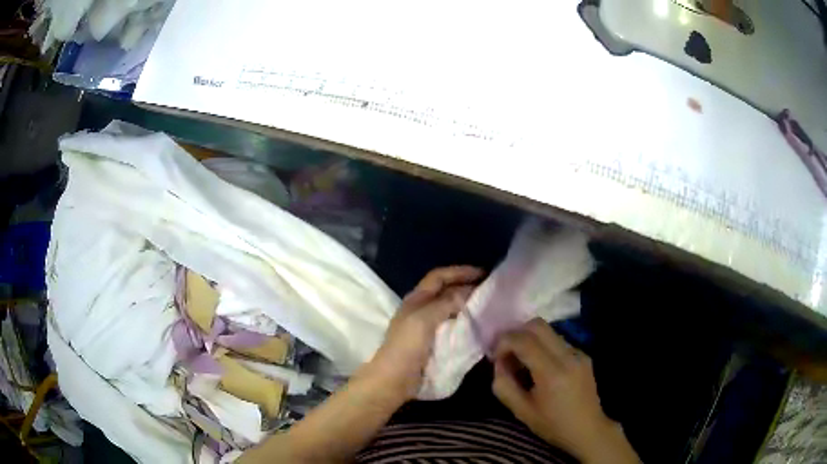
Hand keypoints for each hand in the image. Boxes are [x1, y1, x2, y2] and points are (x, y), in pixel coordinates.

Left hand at [361, 266, 482, 401]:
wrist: (395, 378)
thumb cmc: (407, 346)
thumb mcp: (425, 319)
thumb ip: (446, 303)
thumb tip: (469, 291)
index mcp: (416, 299)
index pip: (439, 276)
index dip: (460, 271)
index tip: (483, 274)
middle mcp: (422, 309)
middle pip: (446, 291)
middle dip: (466, 287)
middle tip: (491, 290)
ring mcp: (427, 326)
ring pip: (451, 309)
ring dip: (468, 305)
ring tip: (489, 306)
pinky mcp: (433, 342)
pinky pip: (452, 326)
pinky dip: (466, 322)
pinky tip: (479, 326)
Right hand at [492, 319, 639, 463]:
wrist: (588, 430)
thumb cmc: (553, 425)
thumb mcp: (521, 411)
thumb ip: (504, 385)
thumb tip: (498, 363)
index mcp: (552, 373)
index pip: (524, 340)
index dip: (504, 342)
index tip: (495, 356)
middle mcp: (568, 356)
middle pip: (537, 325)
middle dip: (516, 333)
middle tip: (506, 352)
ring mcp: (578, 353)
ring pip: (548, 331)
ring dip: (529, 339)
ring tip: (521, 361)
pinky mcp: (583, 355)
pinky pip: (557, 341)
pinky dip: (542, 347)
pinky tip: (539, 366)